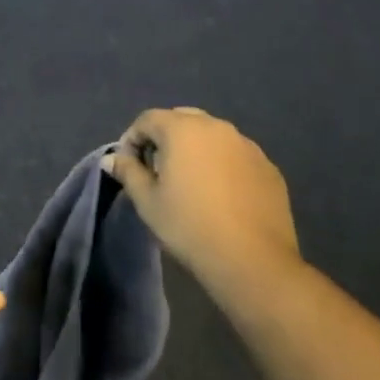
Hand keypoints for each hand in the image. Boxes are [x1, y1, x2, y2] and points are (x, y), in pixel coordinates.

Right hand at [109, 108, 299, 287]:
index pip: (148, 119)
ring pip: (212, 135)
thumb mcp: (148, 202)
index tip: (129, 166)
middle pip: (181, 120)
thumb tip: (111, 158)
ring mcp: (247, 145)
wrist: (252, 260)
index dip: (132, 139)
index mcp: (183, 129)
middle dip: (164, 138)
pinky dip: (222, 164)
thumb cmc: (190, 226)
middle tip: (158, 171)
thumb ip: (128, 172)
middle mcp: (217, 127)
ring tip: (191, 182)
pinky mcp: (268, 166)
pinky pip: (236, 155)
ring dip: (195, 149)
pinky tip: (221, 195)